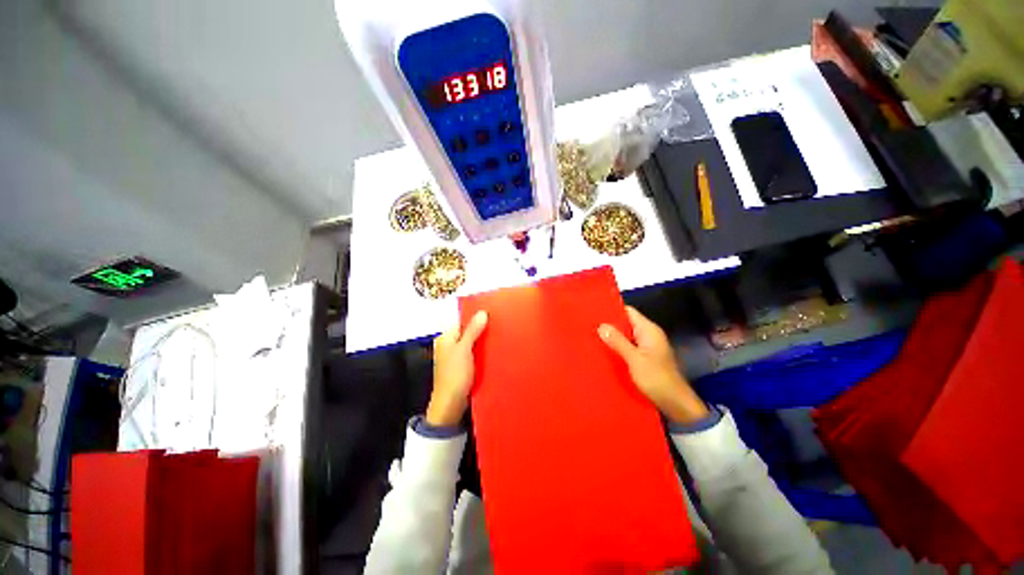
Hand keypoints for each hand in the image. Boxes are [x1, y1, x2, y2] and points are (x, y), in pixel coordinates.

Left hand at [426, 311, 488, 426]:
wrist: (451, 405)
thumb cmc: (454, 375)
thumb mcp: (464, 350)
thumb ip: (472, 331)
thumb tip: (482, 312)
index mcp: (446, 337)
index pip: (462, 320)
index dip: (476, 316)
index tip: (492, 313)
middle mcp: (450, 344)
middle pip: (468, 331)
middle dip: (482, 328)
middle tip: (499, 324)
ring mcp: (456, 356)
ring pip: (473, 342)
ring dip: (484, 340)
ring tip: (499, 336)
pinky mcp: (463, 366)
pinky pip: (475, 353)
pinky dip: (483, 351)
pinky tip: (494, 350)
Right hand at [598, 306, 709, 424]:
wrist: (676, 404)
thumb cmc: (656, 378)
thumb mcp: (634, 359)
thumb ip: (618, 342)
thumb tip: (601, 325)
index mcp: (649, 330)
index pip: (628, 311)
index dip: (612, 310)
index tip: (594, 312)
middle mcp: (649, 335)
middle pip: (626, 323)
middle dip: (610, 325)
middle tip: (589, 326)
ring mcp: (648, 346)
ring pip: (626, 336)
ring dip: (613, 337)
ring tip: (592, 337)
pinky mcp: (646, 358)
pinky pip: (629, 346)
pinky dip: (618, 347)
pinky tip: (605, 352)